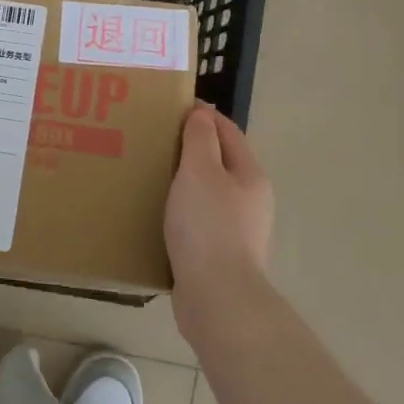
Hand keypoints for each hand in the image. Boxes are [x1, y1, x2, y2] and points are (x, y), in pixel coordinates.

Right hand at [164, 104, 273, 332]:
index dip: (204, 116)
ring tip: (153, 176)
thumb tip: (202, 115)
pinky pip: (199, 221)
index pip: (229, 132)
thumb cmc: (208, 225)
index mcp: (250, 175)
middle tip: (157, 141)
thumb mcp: (200, 171)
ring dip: (186, 182)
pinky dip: (181, 211)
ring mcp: (238, 230)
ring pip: (209, 193)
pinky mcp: (220, 255)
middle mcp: (251, 200)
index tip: (174, 107)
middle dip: (193, 148)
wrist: (217, 296)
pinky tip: (159, 216)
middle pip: (221, 162)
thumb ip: (200, 140)